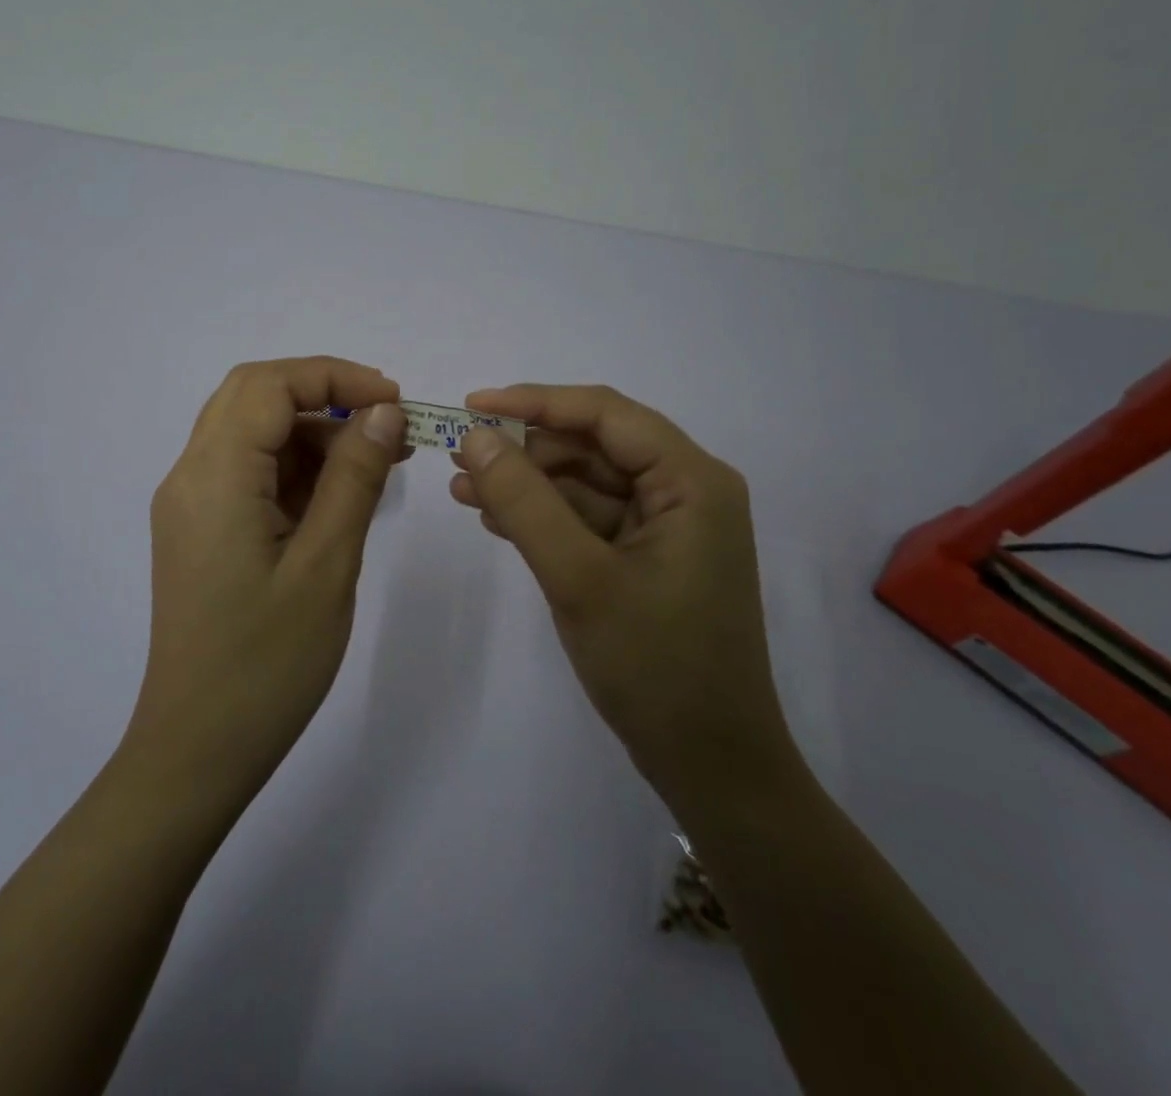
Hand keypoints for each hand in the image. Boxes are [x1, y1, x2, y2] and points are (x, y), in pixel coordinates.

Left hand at [131, 357, 409, 800]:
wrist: (199, 750)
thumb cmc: (267, 663)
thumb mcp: (327, 564)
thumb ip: (355, 477)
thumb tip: (384, 411)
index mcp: (213, 476)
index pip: (269, 385)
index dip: (334, 377)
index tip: (394, 402)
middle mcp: (190, 476)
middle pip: (252, 397)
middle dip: (322, 395)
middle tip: (385, 421)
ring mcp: (190, 505)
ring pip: (251, 433)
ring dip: (312, 432)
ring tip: (378, 461)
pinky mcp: (200, 530)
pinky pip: (247, 473)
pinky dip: (295, 468)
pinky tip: (341, 494)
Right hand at [449, 384, 796, 823]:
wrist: (711, 767)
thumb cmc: (655, 667)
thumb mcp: (579, 577)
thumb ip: (524, 502)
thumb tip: (475, 436)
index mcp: (692, 481)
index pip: (605, 414)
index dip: (535, 401)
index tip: (471, 405)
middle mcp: (686, 491)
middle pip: (594, 445)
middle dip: (525, 449)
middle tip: (459, 455)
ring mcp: (667, 526)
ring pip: (585, 482)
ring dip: (526, 484)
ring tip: (462, 489)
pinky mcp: (647, 557)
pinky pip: (588, 518)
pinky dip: (543, 516)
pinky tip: (494, 518)